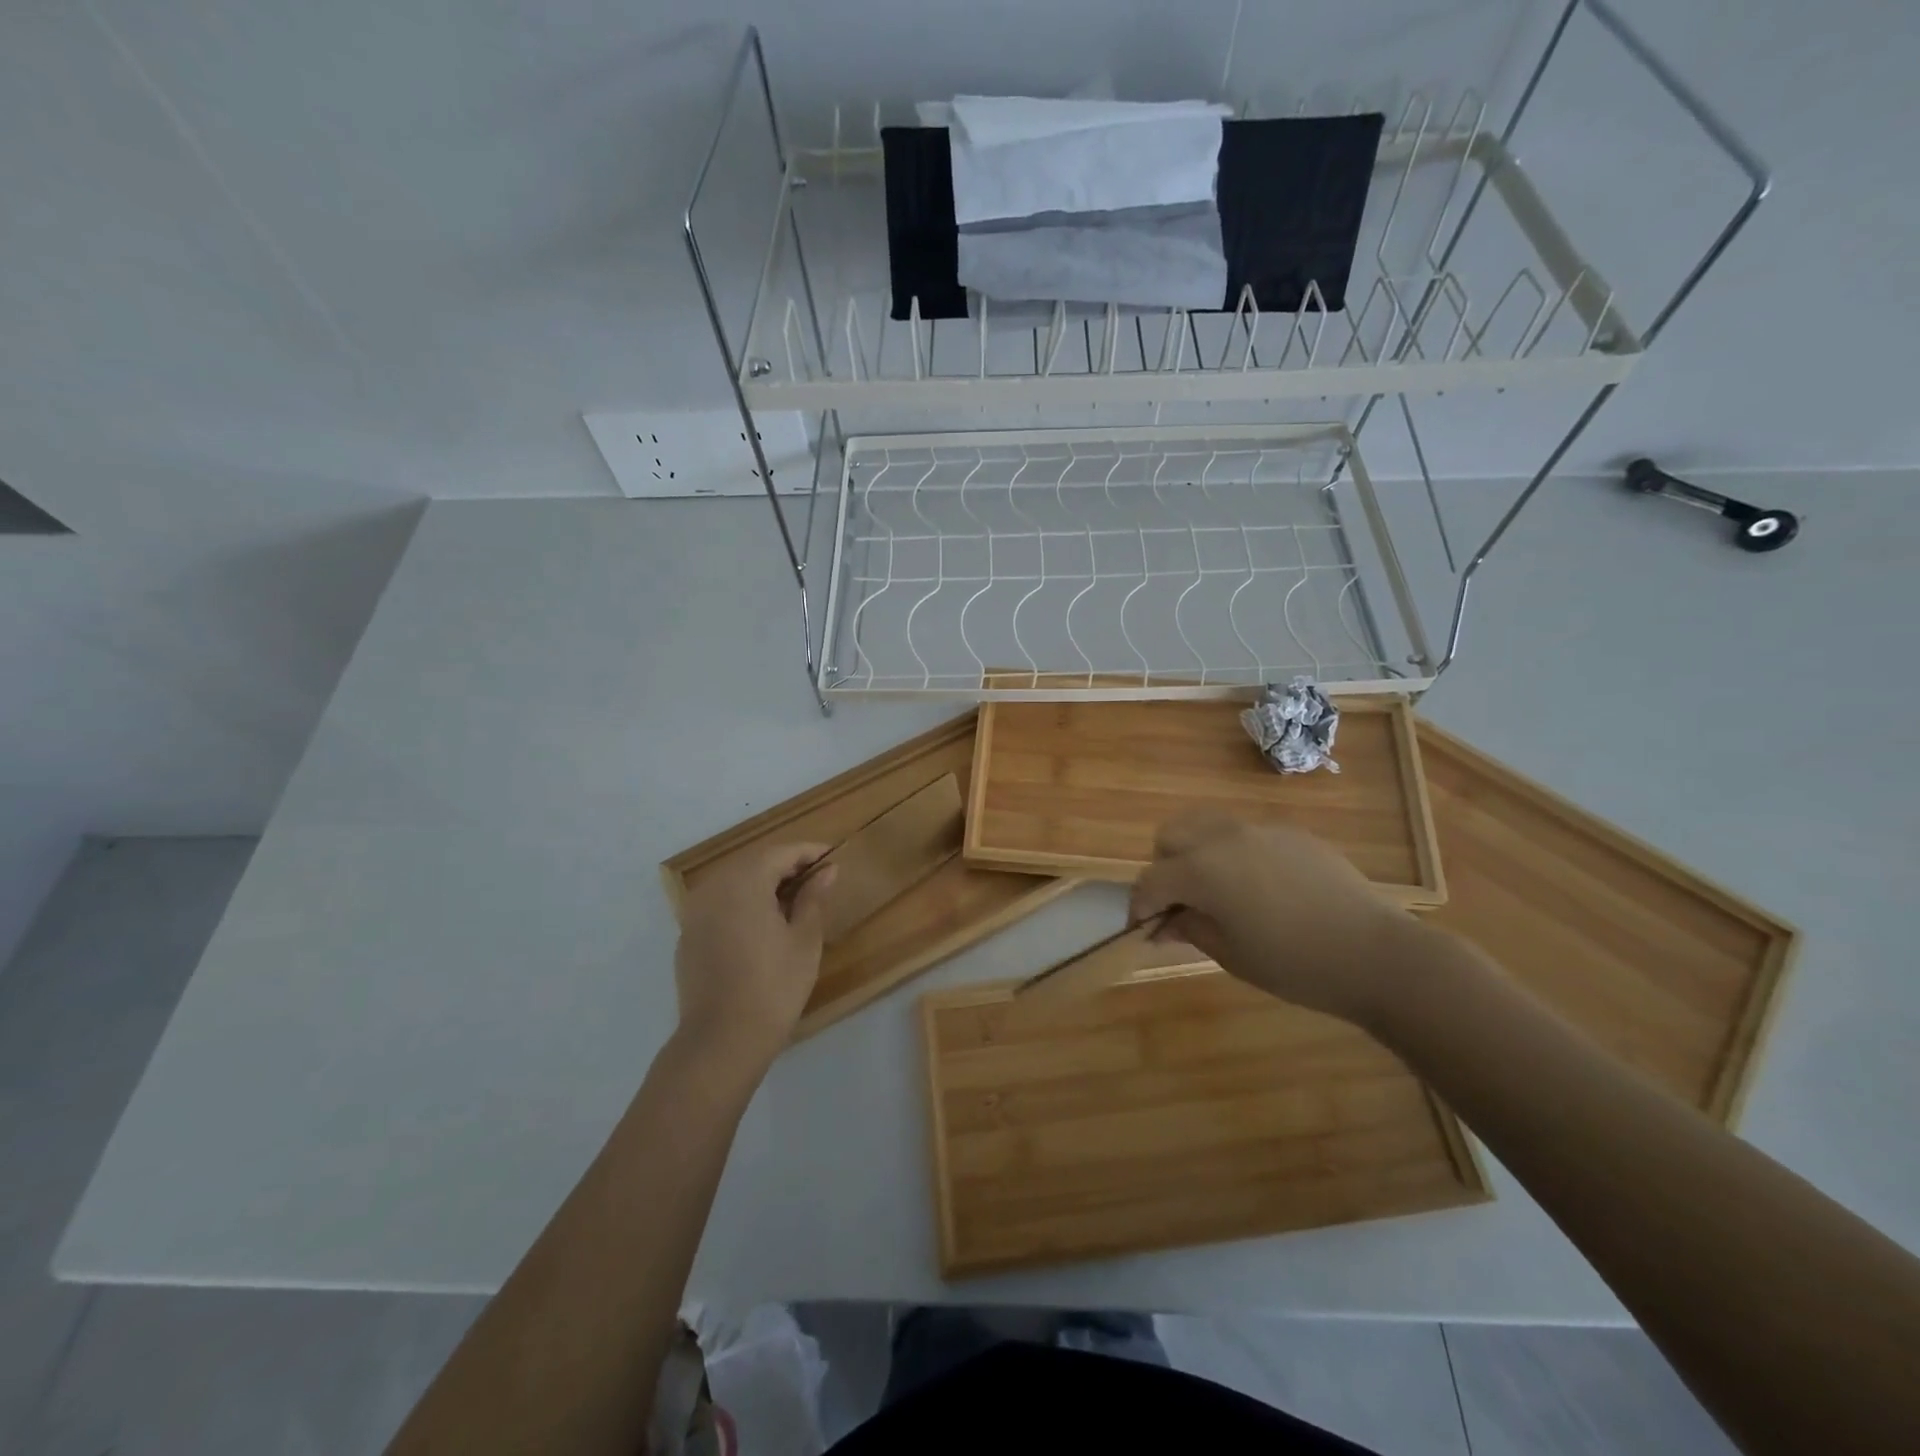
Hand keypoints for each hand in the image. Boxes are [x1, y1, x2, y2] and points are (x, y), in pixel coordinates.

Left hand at [672, 843, 837, 1078]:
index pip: (780, 852)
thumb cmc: (773, 986)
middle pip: (754, 862)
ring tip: (793, 897)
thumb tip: (827, 870)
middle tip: (817, 876)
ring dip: (763, 881)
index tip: (833, 856)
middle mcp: (714, 887)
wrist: (721, 1040)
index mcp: (744, 882)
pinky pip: (719, 903)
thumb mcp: (804, 939)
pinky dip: (742, 901)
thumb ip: (814, 897)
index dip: (809, 851)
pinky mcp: (688, 934)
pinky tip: (761, 921)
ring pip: (734, 881)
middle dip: (785, 864)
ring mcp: (695, 911)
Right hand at [1129, 813, 1425, 1027]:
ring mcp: (1260, 830)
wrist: (1377, 954)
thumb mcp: (1231, 954)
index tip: (1143, 929)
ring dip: (1196, 852)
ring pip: (1206, 825)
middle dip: (1164, 868)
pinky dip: (1235, 854)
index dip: (1140, 906)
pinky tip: (1262, 890)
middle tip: (1181, 904)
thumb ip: (1189, 928)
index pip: (1150, 880)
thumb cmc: (1295, 964)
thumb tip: (1165, 922)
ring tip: (1216, 890)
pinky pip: (1246, 834)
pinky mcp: (1291, 833)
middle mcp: (1223, 838)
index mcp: (1202, 869)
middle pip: (1171, 836)